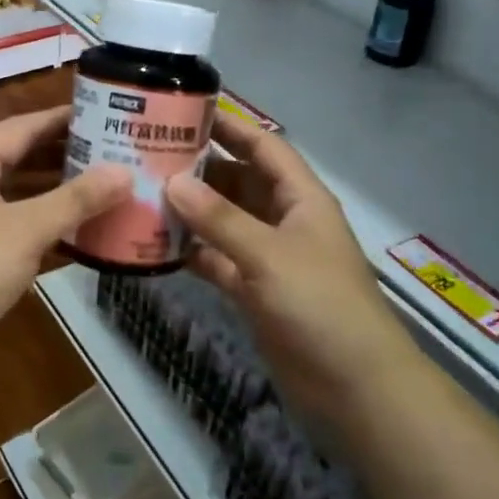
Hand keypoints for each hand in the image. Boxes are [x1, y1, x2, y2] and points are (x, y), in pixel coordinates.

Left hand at [0, 107, 128, 382]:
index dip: (60, 118)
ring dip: (56, 192)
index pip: (20, 126)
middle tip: (110, 150)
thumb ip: (77, 199)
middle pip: (19, 157)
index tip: (101, 112)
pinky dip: (44, 227)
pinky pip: (15, 228)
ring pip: (18, 195)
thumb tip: (125, 172)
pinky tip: (79, 235)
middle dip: (63, 155)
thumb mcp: (27, 229)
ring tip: (102, 187)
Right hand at [165, 121, 408, 421]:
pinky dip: (193, 252)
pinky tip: (156, 245)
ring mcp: (269, 257)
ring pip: (224, 221)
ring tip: (142, 195)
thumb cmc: (320, 305)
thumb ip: (219, 218)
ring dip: (191, 212)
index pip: (264, 148)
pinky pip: (218, 260)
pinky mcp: (255, 290)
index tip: (186, 111)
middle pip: (238, 181)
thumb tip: (171, 181)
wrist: (355, 386)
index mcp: (300, 198)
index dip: (231, 127)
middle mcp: (284, 220)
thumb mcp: (268, 254)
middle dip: (199, 169)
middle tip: (148, 156)